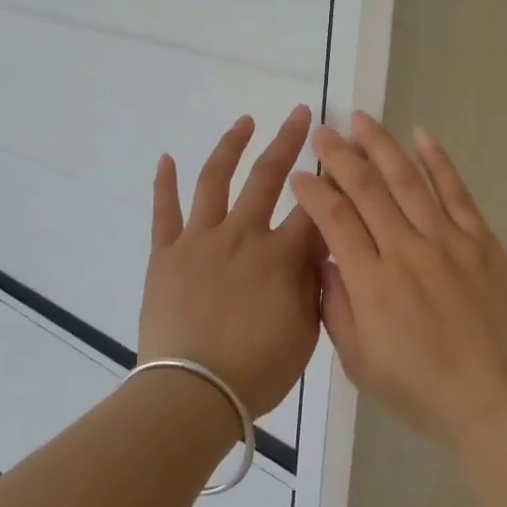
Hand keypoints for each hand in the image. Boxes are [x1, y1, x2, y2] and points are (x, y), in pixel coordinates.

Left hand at [139, 106, 322, 420]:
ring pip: (215, 181)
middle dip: (288, 141)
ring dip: (231, 146)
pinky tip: (167, 158)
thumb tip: (321, 247)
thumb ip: (315, 284)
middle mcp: (242, 235)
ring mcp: (200, 240)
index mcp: (280, 256)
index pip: (314, 207)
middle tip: (301, 114)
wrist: (193, 392)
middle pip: (268, 177)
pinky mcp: (166, 253)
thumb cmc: (257, 371)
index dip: (332, 180)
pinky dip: (165, 183)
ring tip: (244, 122)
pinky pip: (164, 212)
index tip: (341, 155)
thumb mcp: (306, 332)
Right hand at [290, 112, 506, 450]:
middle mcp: (406, 251)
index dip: (312, 192)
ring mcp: (447, 242)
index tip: (299, 174)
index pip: (334, 220)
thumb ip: (336, 307)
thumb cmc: (418, 389)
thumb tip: (325, 260)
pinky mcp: (481, 242)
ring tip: (361, 119)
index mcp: (371, 283)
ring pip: (408, 181)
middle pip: (366, 189)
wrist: (492, 400)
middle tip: (322, 130)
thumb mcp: (359, 361)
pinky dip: (439, 162)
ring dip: (381, 146)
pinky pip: (457, 193)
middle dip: (339, 155)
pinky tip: (422, 136)